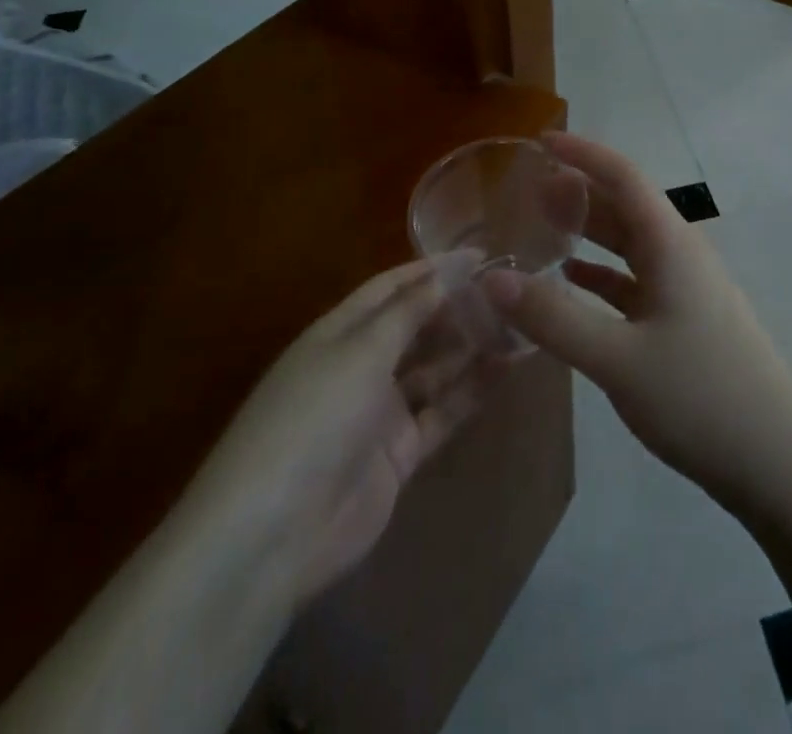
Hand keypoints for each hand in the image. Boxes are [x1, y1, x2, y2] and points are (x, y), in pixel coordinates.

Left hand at [178, 253, 492, 609]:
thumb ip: (412, 309)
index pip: (392, 288)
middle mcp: (359, 366)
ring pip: (434, 367)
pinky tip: (505, 367)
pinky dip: (471, 390)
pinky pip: (442, 411)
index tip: (482, 254)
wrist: (272, 536)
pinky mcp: (398, 454)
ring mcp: (379, 412)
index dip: (434, 269)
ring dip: (470, 346)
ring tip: (518, 323)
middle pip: (416, 326)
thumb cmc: (314, 419)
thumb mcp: (362, 351)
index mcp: (339, 333)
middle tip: (510, 291)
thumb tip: (451, 267)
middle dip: (458, 307)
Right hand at [482, 133, 791, 521]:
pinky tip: (574, 283)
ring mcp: (687, 289)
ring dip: (590, 233)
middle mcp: (681, 255)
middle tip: (528, 189)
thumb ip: (554, 319)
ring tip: (543, 227)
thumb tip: (492, 280)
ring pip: (631, 245)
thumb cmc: (700, 397)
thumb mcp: (618, 359)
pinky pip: (637, 281)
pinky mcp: (686, 321)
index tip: (540, 141)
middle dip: (580, 191)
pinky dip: (604, 275)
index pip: (624, 176)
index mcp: (671, 245)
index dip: (584, 153)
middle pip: (626, 206)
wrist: (776, 460)